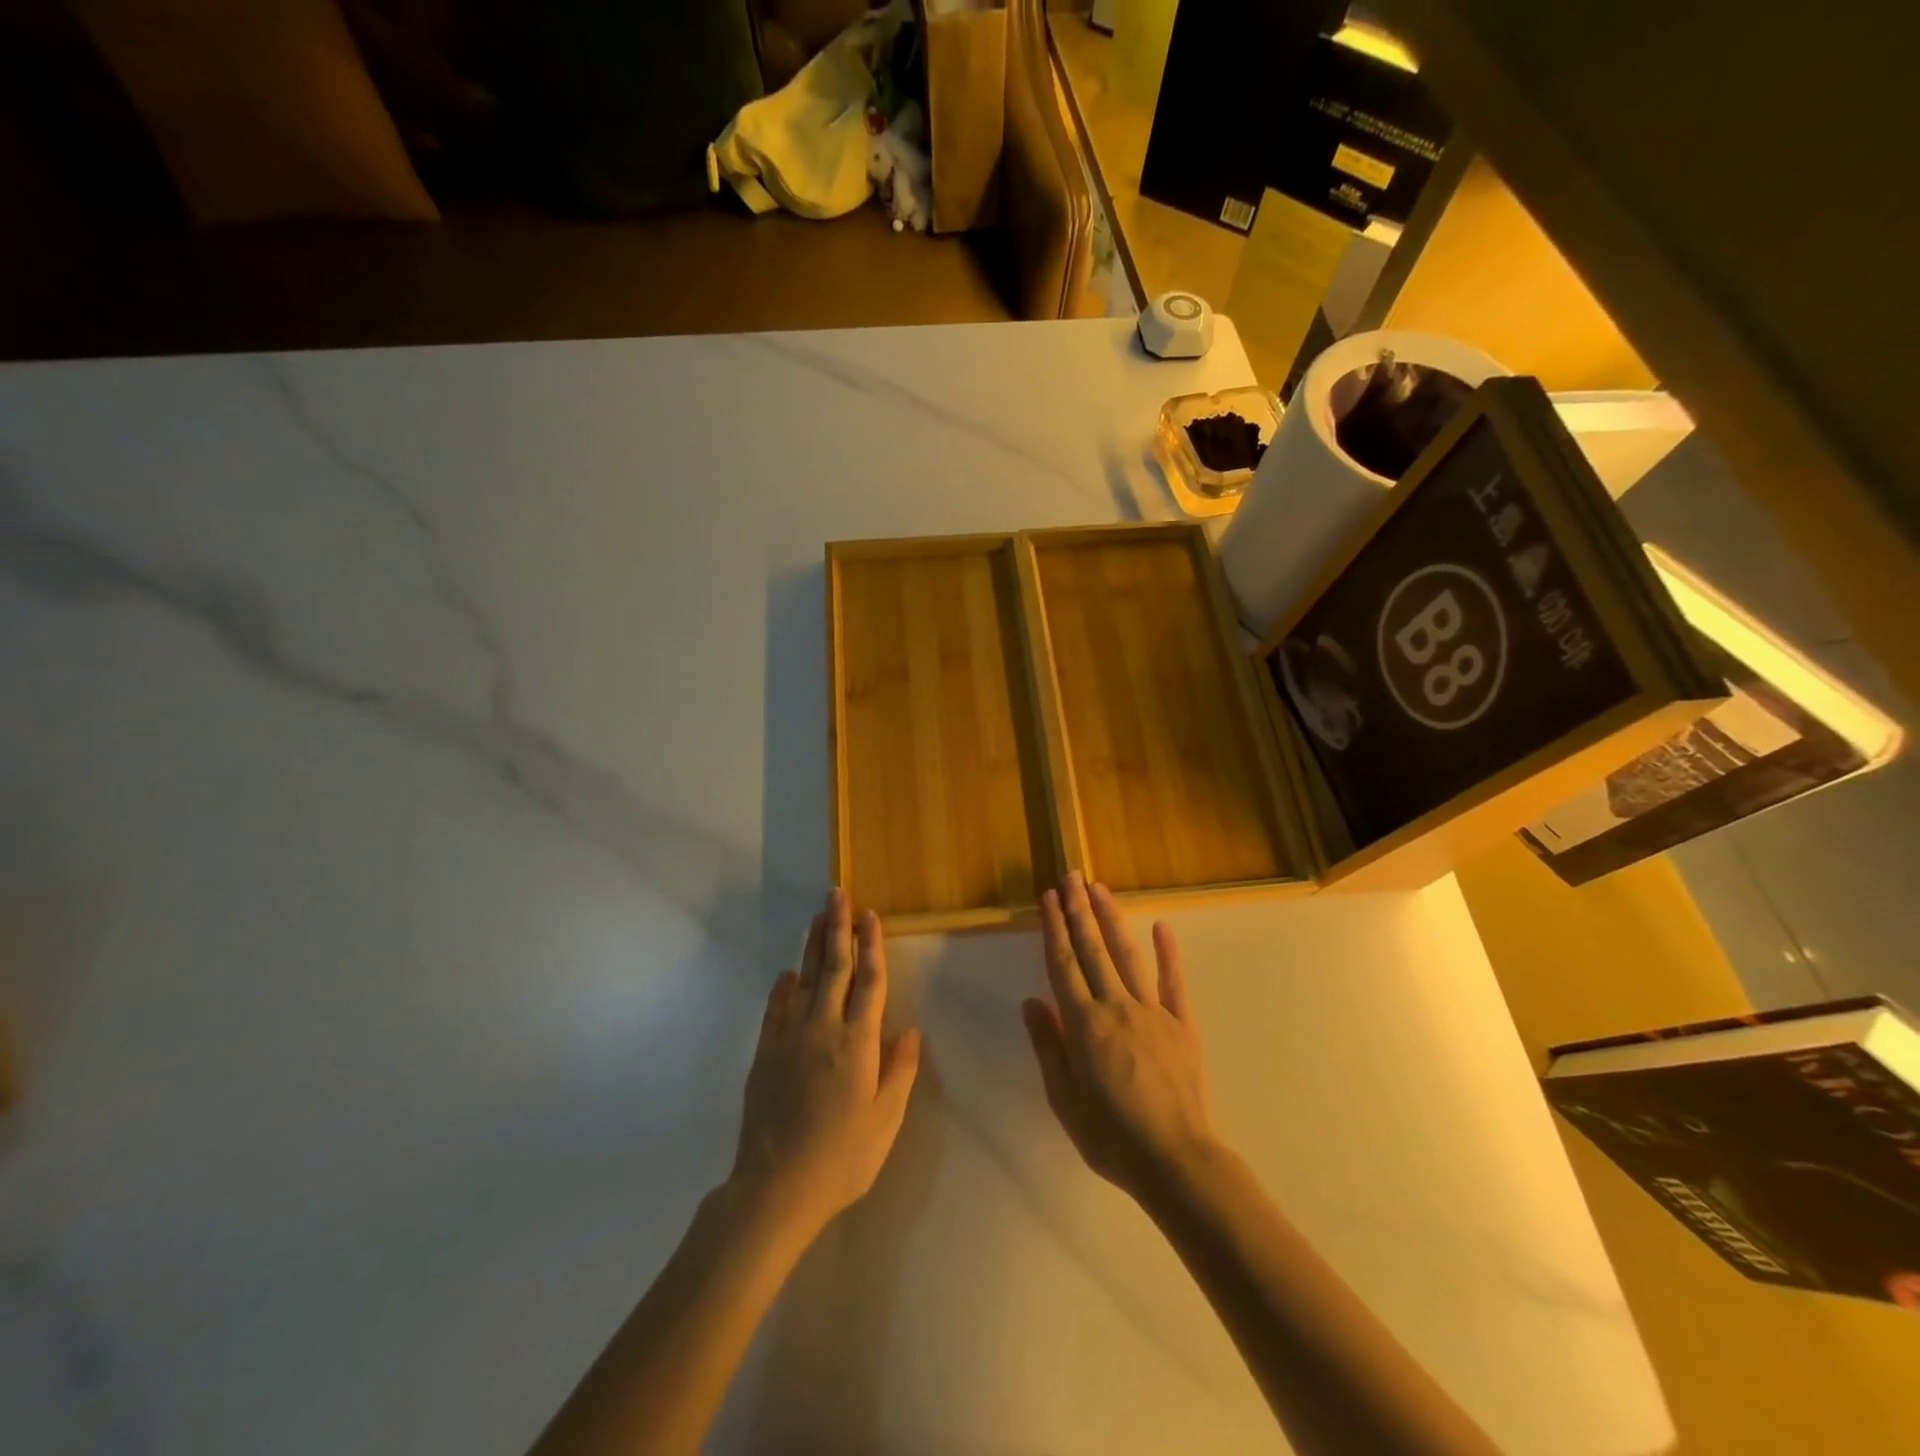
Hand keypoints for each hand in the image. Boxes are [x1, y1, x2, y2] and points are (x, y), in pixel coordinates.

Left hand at [729, 889, 920, 1240]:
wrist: (775, 1188)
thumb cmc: (841, 1157)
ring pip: (803, 980)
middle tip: (837, 895)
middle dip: (837, 929)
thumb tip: (909, 1029)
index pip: (869, 981)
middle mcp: (823, 1029)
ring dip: (811, 947)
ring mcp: (789, 1039)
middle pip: (833, 968)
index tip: (871, 915)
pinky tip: (786, 974)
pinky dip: (782, 988)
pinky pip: (775, 1010)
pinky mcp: (765, 1055)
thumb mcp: (885, 1121)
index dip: (872, 946)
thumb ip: (899, 1071)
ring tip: (816, 917)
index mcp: (858, 1042)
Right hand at [1022, 873, 1217, 1203]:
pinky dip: (1168, 953)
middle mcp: (1116, 1006)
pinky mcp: (1182, 1024)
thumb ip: (1048, 1046)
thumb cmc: (1111, 1135)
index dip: (1054, 928)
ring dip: (1112, 919)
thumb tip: (1031, 1001)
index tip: (1048, 897)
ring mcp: (1152, 1011)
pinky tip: (1162, 926)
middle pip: (1093, 949)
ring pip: (1127, 955)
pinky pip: (1174, 982)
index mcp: (1083, 1024)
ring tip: (1100, 889)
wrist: (1175, 1159)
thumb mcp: (1064, 1098)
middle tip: (1071, 877)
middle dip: (1079, 910)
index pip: (1063, 964)